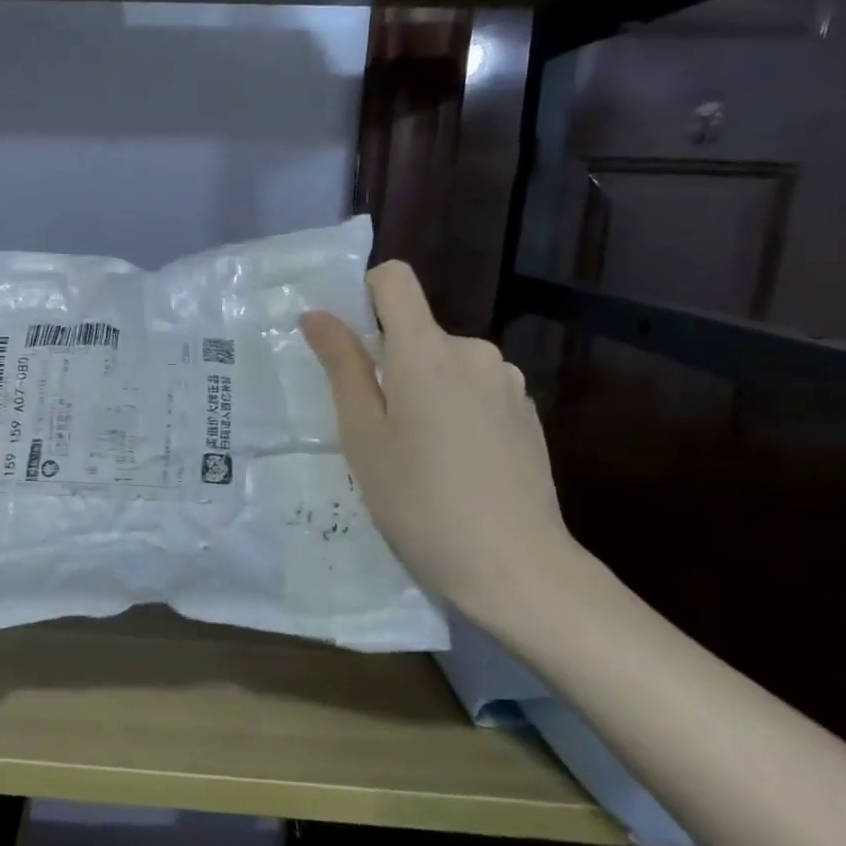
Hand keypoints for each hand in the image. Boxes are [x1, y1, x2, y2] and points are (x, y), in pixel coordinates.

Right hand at [300, 261, 574, 635]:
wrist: (514, 565)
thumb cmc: (419, 501)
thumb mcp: (363, 436)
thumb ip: (342, 366)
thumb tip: (317, 315)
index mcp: (425, 350)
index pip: (394, 280)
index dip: (365, 295)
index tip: (350, 344)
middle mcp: (473, 351)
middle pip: (418, 331)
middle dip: (391, 363)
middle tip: (377, 428)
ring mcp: (507, 382)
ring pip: (447, 364)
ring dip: (425, 388)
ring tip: (419, 453)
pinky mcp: (528, 413)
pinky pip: (476, 390)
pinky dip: (456, 409)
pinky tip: (457, 464)